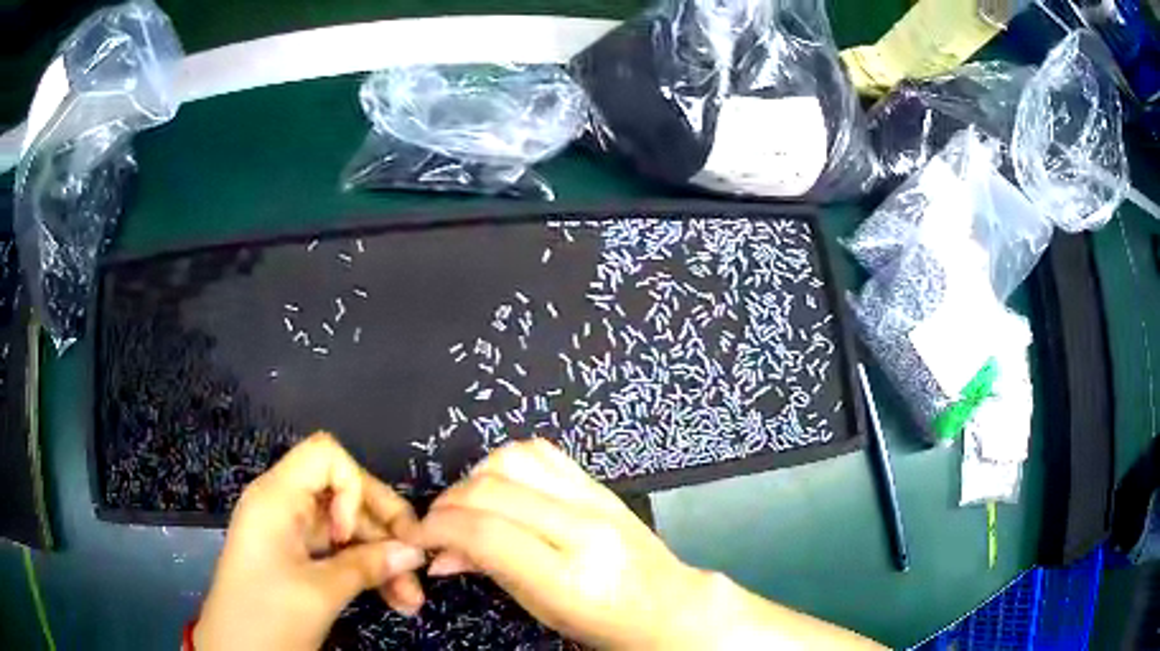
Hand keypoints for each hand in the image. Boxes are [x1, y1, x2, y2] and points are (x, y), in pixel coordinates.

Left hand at [195, 432, 426, 650]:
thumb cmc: (268, 615)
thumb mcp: (321, 592)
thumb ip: (368, 566)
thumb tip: (414, 551)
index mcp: (277, 497)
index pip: (326, 456)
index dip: (354, 487)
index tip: (359, 534)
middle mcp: (284, 506)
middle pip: (344, 495)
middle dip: (383, 532)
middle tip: (417, 569)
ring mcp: (290, 534)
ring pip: (347, 530)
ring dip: (382, 559)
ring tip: (411, 600)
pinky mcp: (297, 560)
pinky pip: (339, 554)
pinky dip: (366, 572)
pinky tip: (393, 599)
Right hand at [405, 439, 711, 649]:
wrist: (668, 604)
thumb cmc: (603, 622)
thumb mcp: (542, 610)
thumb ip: (489, 572)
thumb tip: (441, 552)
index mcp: (568, 574)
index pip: (486, 533)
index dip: (438, 528)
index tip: (418, 536)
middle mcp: (583, 527)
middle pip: (492, 490)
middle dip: (448, 504)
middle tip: (437, 526)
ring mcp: (595, 498)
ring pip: (512, 459)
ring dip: (475, 479)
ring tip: (469, 508)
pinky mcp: (599, 484)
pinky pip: (541, 452)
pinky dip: (507, 464)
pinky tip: (502, 489)